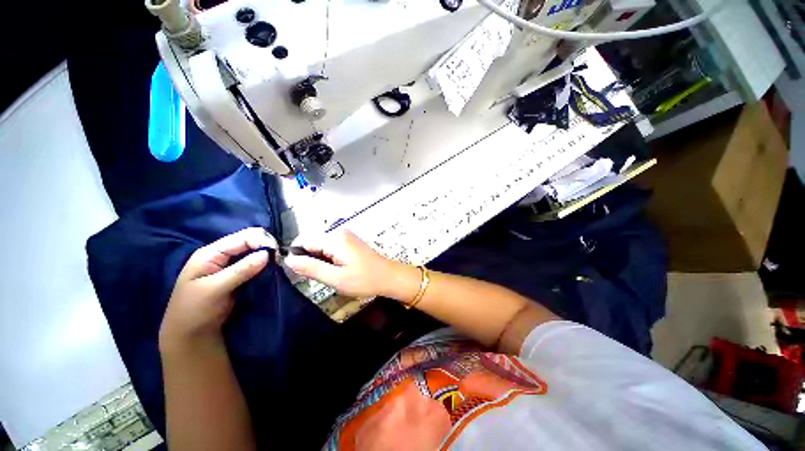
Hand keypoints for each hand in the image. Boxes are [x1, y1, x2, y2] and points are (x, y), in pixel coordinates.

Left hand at [160, 227, 274, 351]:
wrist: (190, 334)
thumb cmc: (195, 311)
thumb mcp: (215, 290)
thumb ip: (240, 270)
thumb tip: (267, 253)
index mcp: (212, 253)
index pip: (244, 236)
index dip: (262, 241)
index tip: (276, 256)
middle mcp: (223, 255)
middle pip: (252, 240)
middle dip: (267, 247)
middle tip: (278, 262)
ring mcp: (231, 265)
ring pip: (256, 251)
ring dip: (269, 256)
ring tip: (277, 266)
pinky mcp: (239, 275)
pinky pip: (257, 263)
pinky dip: (267, 265)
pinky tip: (273, 270)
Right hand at [284, 230, 418, 300]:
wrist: (389, 277)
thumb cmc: (364, 279)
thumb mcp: (335, 278)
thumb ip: (311, 268)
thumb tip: (288, 259)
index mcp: (334, 239)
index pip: (303, 241)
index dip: (297, 257)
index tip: (302, 273)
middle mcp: (339, 232)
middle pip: (312, 242)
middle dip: (310, 259)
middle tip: (320, 276)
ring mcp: (346, 236)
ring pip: (321, 245)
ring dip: (320, 260)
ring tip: (331, 274)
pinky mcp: (351, 241)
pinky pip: (331, 247)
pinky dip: (329, 258)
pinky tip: (338, 269)